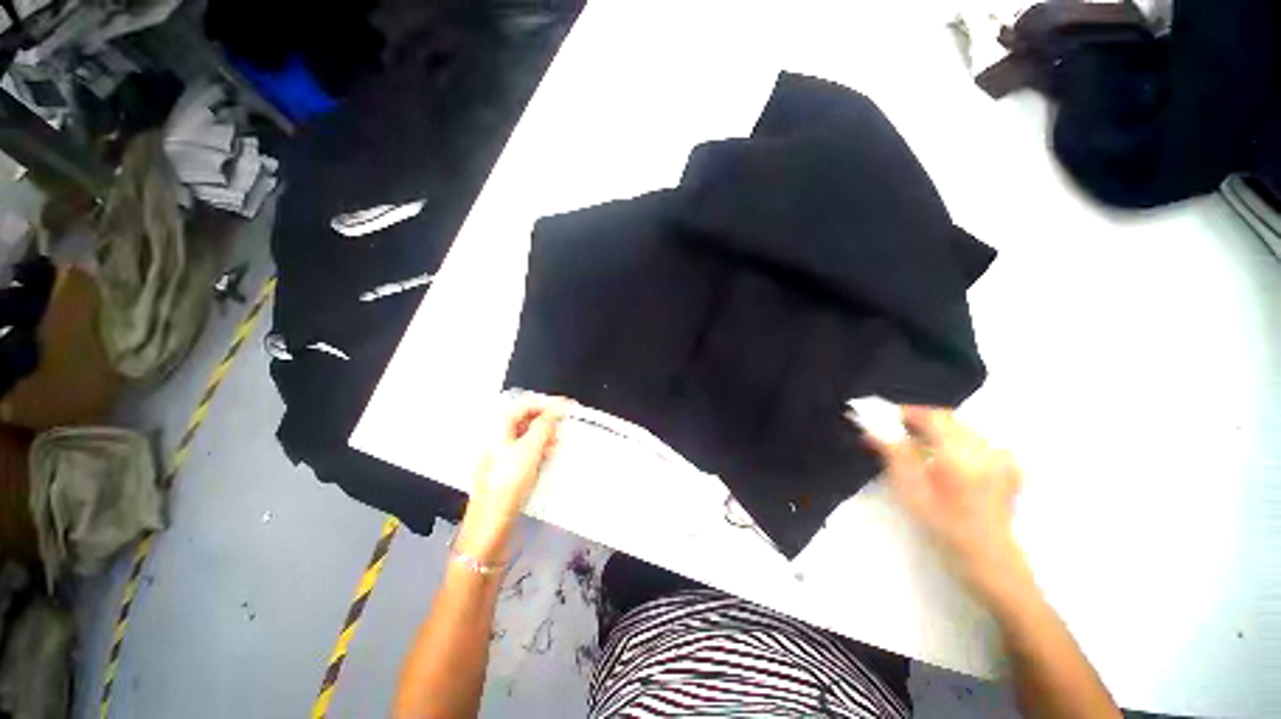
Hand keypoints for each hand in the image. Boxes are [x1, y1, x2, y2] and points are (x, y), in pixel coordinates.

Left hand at [455, 395, 568, 563]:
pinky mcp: (507, 469)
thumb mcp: (529, 450)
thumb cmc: (508, 483)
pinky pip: (526, 451)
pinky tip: (550, 456)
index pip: (525, 404)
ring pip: (527, 435)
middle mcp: (498, 438)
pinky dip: (539, 449)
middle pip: (526, 418)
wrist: (490, 525)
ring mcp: (501, 454)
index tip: (568, 406)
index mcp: (498, 428)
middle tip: (565, 425)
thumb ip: (544, 426)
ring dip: (545, 435)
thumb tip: (556, 408)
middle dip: (546, 419)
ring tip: (560, 442)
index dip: (547, 403)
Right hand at [867, 406, 1027, 604]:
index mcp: (959, 456)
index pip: (930, 417)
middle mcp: (984, 450)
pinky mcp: (1008, 465)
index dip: (905, 411)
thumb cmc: (942, 525)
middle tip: (895, 427)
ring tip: (916, 441)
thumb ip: (894, 453)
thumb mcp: (910, 490)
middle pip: (947, 418)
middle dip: (919, 418)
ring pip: (961, 427)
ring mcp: (1000, 457)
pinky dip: (956, 440)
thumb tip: (872, 427)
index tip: (883, 414)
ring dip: (936, 428)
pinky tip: (946, 455)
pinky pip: (977, 440)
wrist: (986, 555)